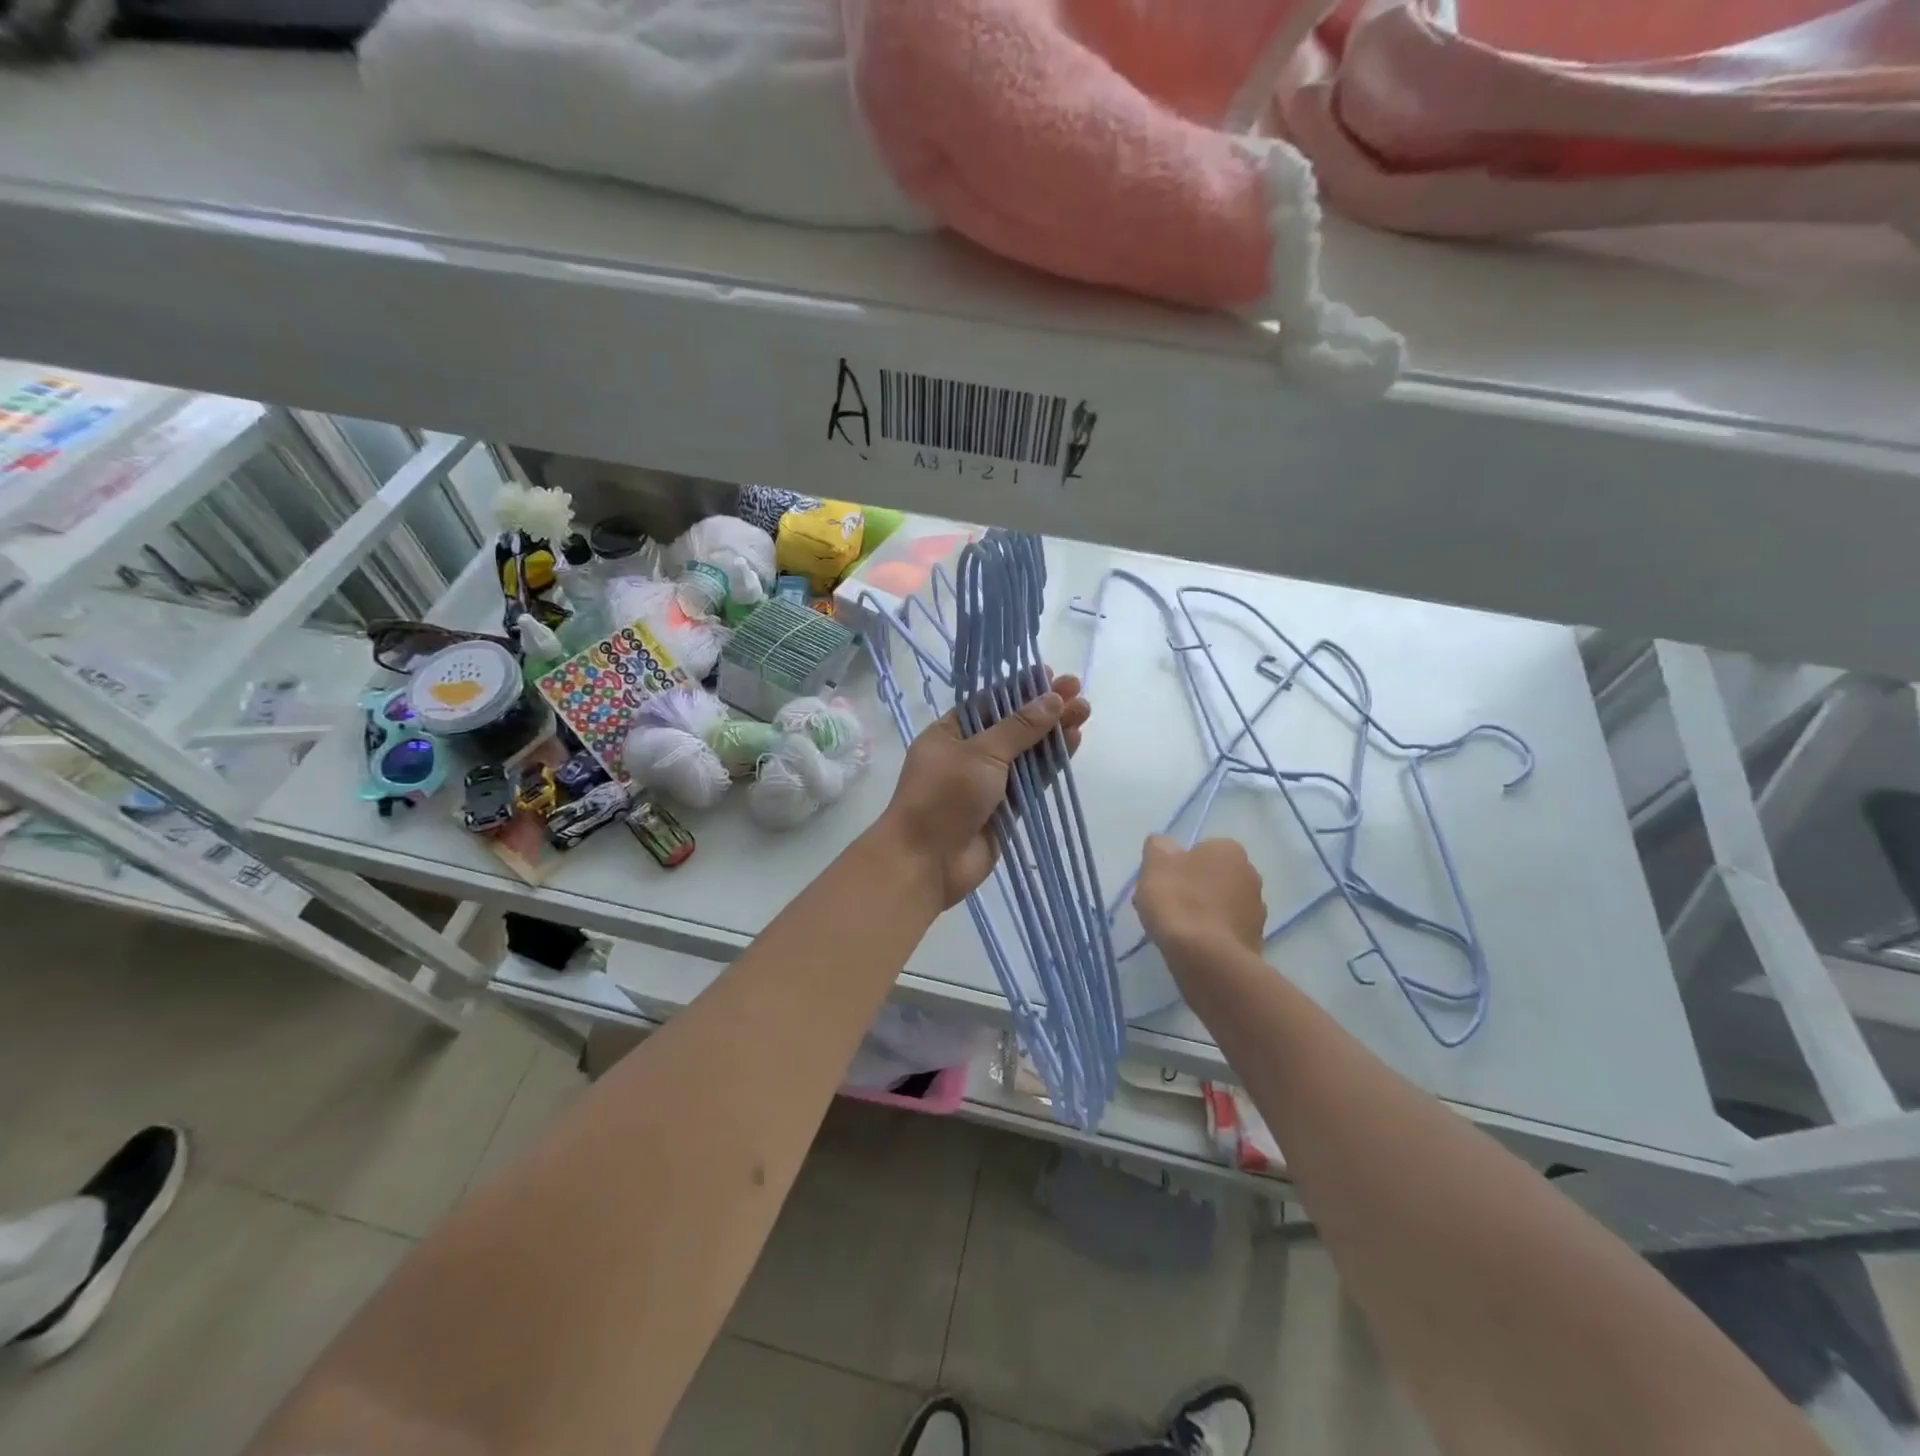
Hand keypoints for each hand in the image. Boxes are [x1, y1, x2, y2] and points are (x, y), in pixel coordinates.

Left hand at [878, 672, 1090, 907]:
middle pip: (1012, 725)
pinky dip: (1051, 763)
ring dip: (1053, 733)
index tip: (1049, 674)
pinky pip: (1032, 780)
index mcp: (949, 733)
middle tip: (1078, 692)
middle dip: (1044, 709)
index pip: (989, 702)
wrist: (927, 862)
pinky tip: (1073, 743)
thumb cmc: (944, 796)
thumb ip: (1019, 727)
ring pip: (1026, 752)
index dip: (1020, 689)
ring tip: (1085, 712)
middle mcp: (968, 754)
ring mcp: (988, 783)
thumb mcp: (980, 753)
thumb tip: (1052, 699)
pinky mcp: (1006, 808)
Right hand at [1135, 835, 1267, 964]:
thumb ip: (1158, 847)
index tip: (1161, 882)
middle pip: (1211, 877)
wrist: (1207, 958)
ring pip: (1219, 904)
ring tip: (1174, 930)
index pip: (1200, 849)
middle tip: (1164, 905)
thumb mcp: (1156, 864)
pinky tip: (1191, 946)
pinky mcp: (1255, 941)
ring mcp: (1257, 910)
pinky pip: (1225, 930)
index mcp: (1230, 850)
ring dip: (1201, 912)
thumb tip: (1165, 845)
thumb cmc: (1179, 901)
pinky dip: (1210, 934)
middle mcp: (1251, 874)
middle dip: (1190, 888)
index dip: (1178, 865)